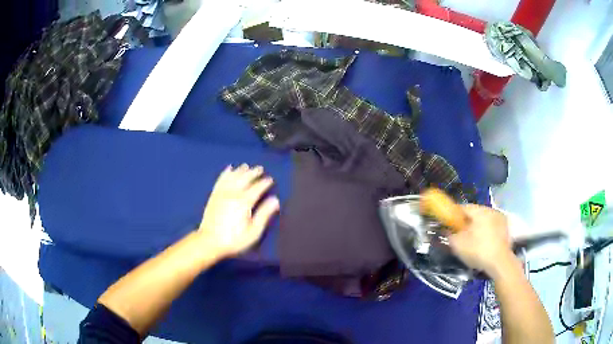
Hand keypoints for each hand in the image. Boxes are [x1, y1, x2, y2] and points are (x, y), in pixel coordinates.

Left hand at [198, 164, 279, 259]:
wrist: (209, 241)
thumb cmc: (234, 239)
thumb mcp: (253, 231)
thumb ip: (264, 214)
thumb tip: (275, 200)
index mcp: (244, 202)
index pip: (257, 188)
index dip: (264, 183)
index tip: (270, 179)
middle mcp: (233, 194)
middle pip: (245, 179)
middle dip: (253, 173)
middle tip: (260, 168)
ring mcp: (222, 193)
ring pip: (233, 177)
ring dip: (240, 171)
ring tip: (246, 166)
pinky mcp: (214, 196)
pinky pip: (220, 180)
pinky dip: (225, 173)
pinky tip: (228, 169)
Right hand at [448, 204, 514, 276]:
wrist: (500, 263)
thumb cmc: (478, 251)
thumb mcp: (458, 244)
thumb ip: (449, 234)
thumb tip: (445, 229)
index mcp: (480, 210)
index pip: (463, 207)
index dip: (453, 215)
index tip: (447, 224)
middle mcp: (491, 210)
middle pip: (474, 213)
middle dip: (466, 222)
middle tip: (458, 234)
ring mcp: (500, 219)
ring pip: (484, 220)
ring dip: (476, 227)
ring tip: (470, 240)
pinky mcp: (506, 229)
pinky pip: (491, 227)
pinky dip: (485, 233)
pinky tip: (481, 244)